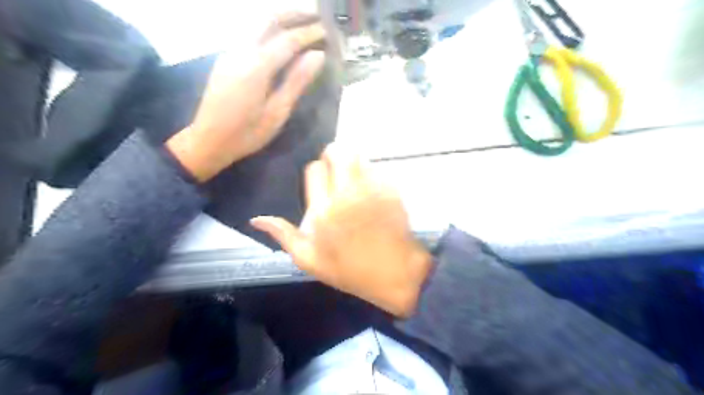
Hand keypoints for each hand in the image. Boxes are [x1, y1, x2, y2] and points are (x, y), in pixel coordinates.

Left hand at [167, 12, 327, 181]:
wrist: (208, 140)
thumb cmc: (247, 133)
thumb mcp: (277, 112)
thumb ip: (296, 81)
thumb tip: (317, 56)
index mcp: (256, 67)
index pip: (288, 40)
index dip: (310, 33)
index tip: (328, 31)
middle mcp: (241, 51)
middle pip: (268, 19)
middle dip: (294, 13)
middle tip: (317, 14)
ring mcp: (231, 53)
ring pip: (256, 23)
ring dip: (281, 17)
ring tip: (302, 21)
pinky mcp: (226, 59)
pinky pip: (250, 34)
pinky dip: (269, 28)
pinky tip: (280, 36)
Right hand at [251, 145, 431, 317]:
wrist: (395, 273)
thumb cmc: (350, 270)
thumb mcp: (310, 260)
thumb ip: (284, 236)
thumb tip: (257, 219)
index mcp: (323, 210)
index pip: (314, 169)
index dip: (316, 171)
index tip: (321, 182)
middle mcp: (346, 193)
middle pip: (338, 152)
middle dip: (333, 155)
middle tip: (336, 170)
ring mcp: (372, 189)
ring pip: (359, 156)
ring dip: (353, 162)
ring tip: (353, 179)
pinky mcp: (391, 190)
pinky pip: (377, 170)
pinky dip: (371, 174)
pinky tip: (371, 191)